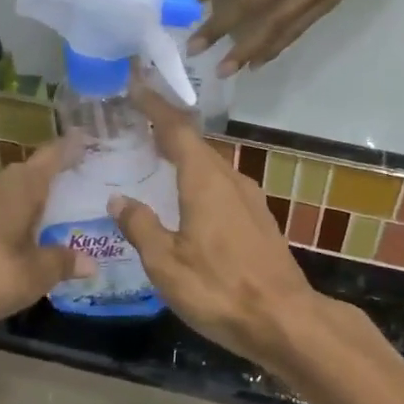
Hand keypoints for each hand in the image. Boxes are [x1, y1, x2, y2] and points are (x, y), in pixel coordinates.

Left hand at [0, 141, 91, 336]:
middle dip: (64, 171)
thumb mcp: (40, 271)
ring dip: (47, 192)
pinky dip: (33, 212)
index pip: (54, 154)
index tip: (94, 139)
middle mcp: (6, 185)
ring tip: (76, 200)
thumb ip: (66, 261)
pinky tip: (46, 227)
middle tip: (95, 175)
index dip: (74, 146)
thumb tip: (92, 263)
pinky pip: (15, 207)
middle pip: (39, 169)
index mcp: (25, 185)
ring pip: (25, 189)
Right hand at [108, 90, 333, 374]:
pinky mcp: (258, 219)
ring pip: (210, 165)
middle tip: (135, 123)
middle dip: (167, 128)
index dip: (155, 105)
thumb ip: (141, 227)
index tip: (135, 84)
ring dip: (184, 155)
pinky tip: (186, 197)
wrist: (284, 319)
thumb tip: (118, 200)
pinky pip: (221, 185)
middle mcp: (230, 180)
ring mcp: (249, 199)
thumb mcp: (166, 264)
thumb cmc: (219, 289)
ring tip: (155, 156)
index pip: (176, 129)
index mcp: (205, 181)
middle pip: (196, 143)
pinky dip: (198, 178)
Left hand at [193, 0, 401, 72]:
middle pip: (251, 3)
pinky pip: (296, 30)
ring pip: (273, 26)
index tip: (187, 0)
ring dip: (246, 50)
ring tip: (224, 70)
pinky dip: (275, 49)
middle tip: (194, 48)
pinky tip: (256, 64)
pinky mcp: (327, 3)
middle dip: (220, 27)